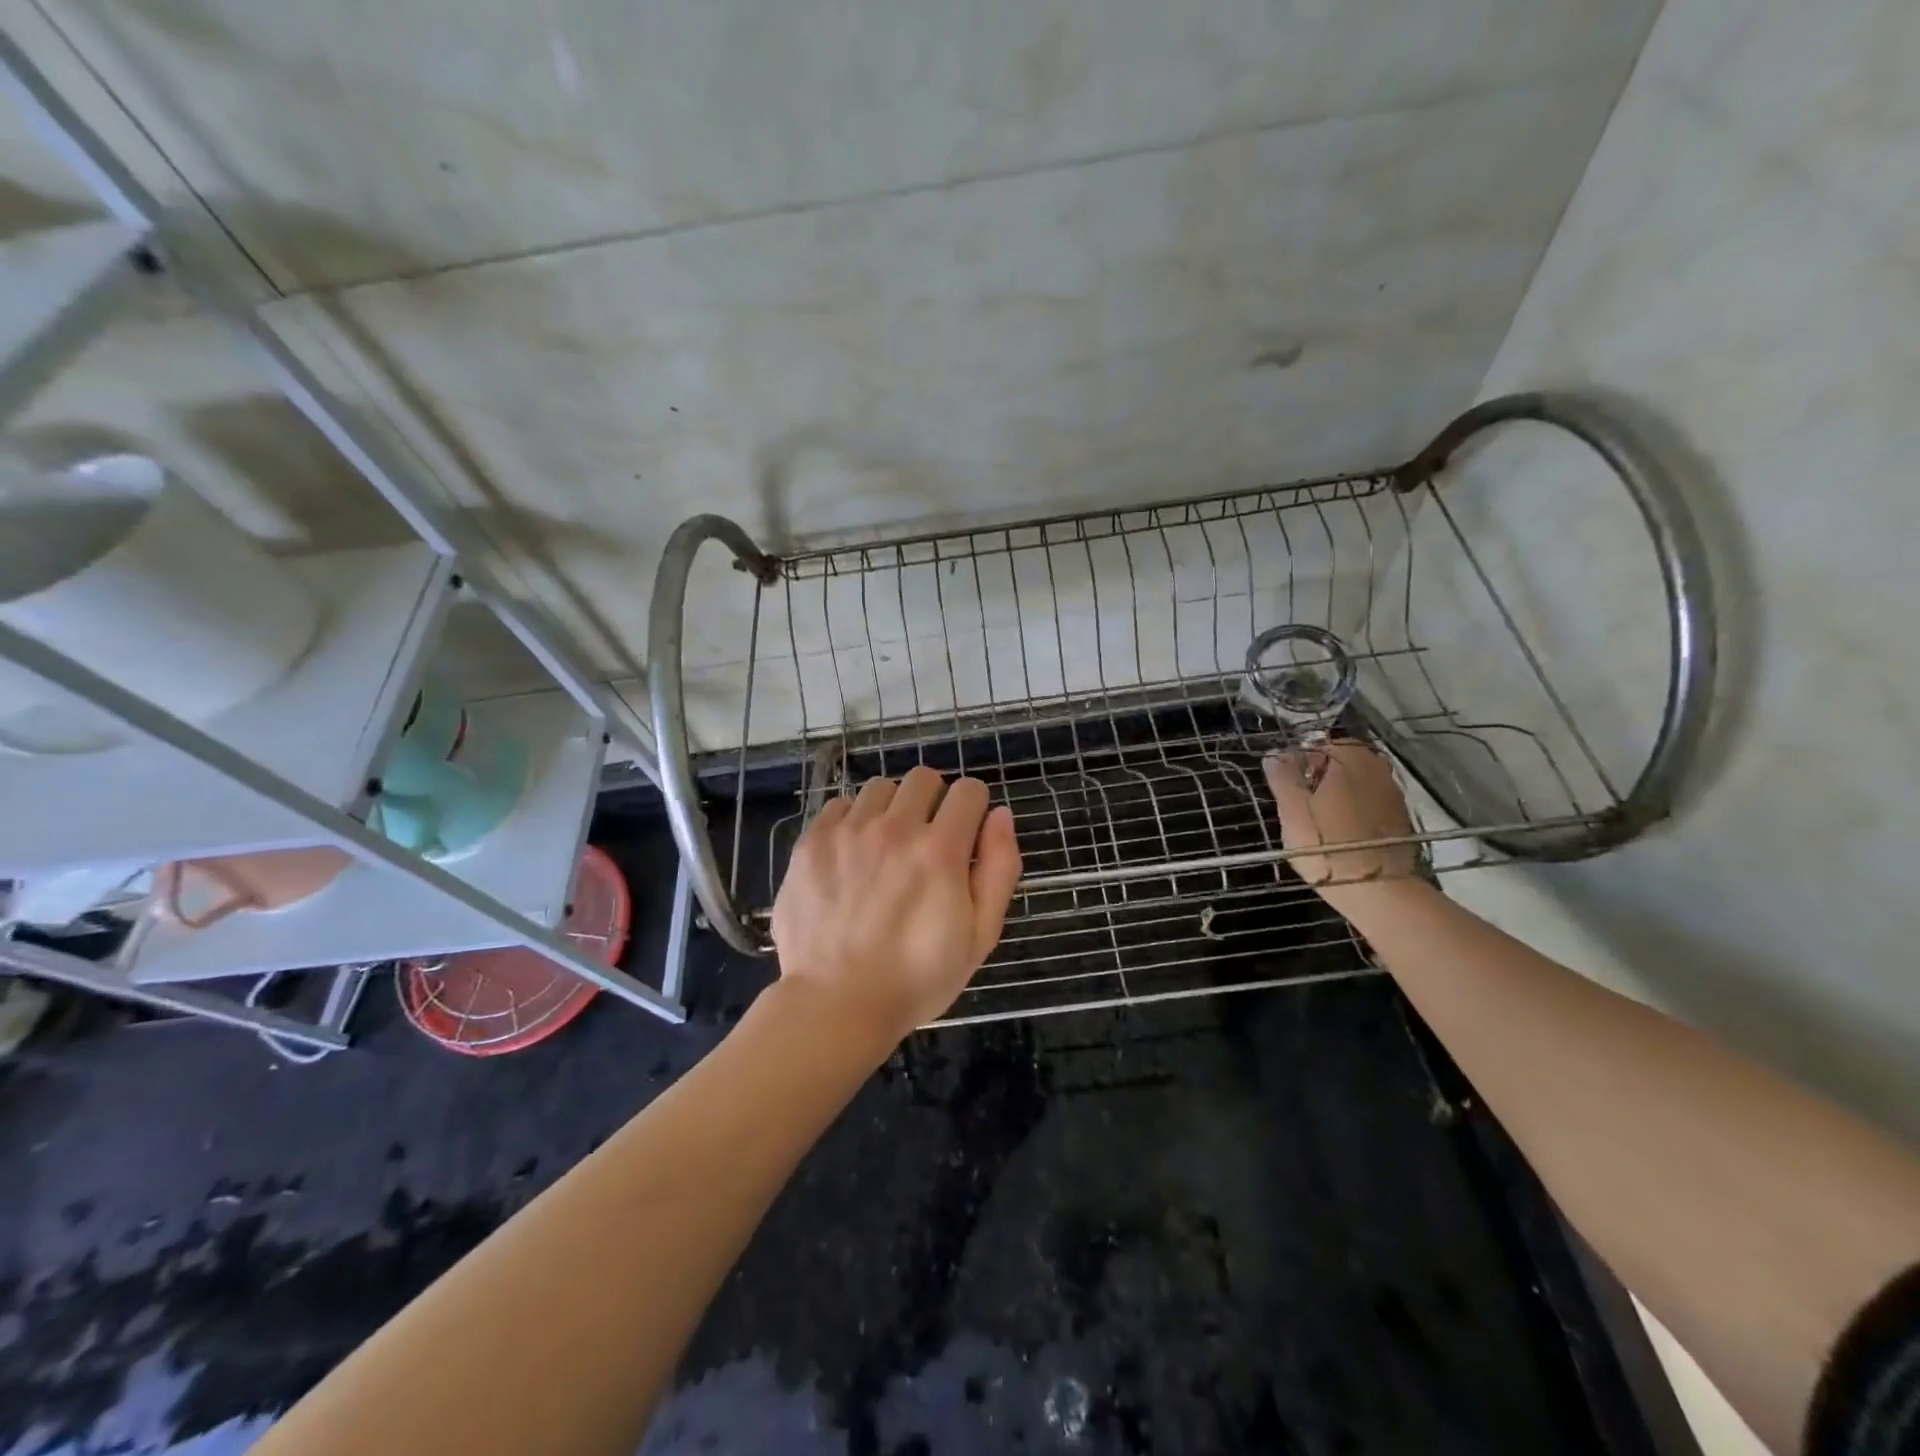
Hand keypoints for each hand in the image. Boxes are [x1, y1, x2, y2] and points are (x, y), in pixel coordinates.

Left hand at [770, 766, 1022, 1043]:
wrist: (834, 1004)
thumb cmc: (917, 978)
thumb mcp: (980, 935)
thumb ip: (999, 869)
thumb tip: (1000, 815)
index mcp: (940, 850)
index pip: (969, 790)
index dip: (974, 810)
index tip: (965, 837)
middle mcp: (895, 828)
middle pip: (924, 778)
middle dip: (934, 801)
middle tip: (927, 841)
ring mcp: (849, 831)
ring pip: (881, 788)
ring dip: (893, 808)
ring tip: (886, 847)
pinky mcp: (812, 842)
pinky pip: (840, 806)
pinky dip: (853, 821)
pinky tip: (851, 856)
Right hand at [1263, 742, 1419, 908]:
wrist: (1380, 891)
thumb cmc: (1328, 847)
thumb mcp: (1293, 812)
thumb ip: (1283, 779)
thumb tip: (1274, 755)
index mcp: (1349, 759)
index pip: (1318, 744)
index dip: (1298, 761)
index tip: (1287, 785)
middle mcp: (1376, 767)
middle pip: (1341, 760)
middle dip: (1321, 775)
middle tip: (1302, 802)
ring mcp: (1393, 792)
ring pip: (1357, 780)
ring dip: (1339, 791)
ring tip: (1320, 818)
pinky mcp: (1400, 817)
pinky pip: (1371, 800)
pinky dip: (1356, 807)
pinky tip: (1343, 829)